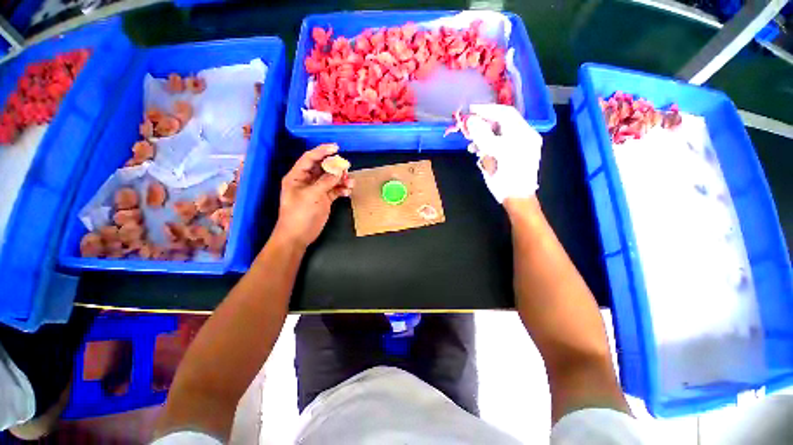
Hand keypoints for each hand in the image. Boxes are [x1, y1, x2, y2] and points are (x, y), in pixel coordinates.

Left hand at [273, 144, 352, 248]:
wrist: (298, 235)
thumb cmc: (299, 214)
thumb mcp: (312, 195)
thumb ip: (326, 182)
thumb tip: (339, 172)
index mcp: (297, 176)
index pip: (310, 158)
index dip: (322, 151)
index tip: (336, 147)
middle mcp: (307, 181)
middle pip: (323, 168)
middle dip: (335, 167)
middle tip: (346, 167)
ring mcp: (317, 190)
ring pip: (331, 179)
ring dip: (341, 179)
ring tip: (350, 182)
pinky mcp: (325, 199)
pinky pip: (335, 190)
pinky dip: (342, 189)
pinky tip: (348, 191)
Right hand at [465, 104, 542, 202]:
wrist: (517, 198)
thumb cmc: (507, 179)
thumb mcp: (495, 155)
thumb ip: (483, 136)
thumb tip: (471, 120)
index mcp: (522, 134)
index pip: (505, 113)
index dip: (487, 109)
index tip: (470, 110)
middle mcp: (522, 136)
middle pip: (500, 122)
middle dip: (482, 124)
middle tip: (467, 128)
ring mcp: (518, 145)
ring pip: (497, 134)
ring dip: (483, 136)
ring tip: (471, 145)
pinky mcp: (511, 154)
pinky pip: (497, 144)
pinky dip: (486, 145)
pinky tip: (477, 151)